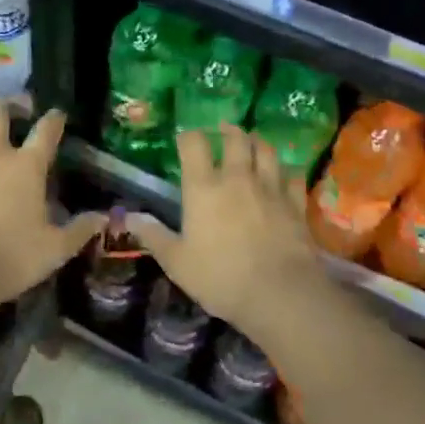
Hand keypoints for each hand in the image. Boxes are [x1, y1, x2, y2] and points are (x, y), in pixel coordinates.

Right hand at [128, 126, 325, 337]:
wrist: (279, 293)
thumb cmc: (220, 277)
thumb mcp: (177, 262)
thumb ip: (154, 236)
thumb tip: (129, 218)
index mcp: (204, 188)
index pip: (194, 144)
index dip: (189, 137)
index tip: (185, 139)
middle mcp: (237, 178)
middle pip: (236, 139)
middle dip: (229, 131)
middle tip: (224, 130)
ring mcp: (270, 188)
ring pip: (267, 151)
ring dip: (258, 143)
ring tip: (253, 144)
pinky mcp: (295, 204)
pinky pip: (294, 177)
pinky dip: (288, 172)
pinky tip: (285, 176)